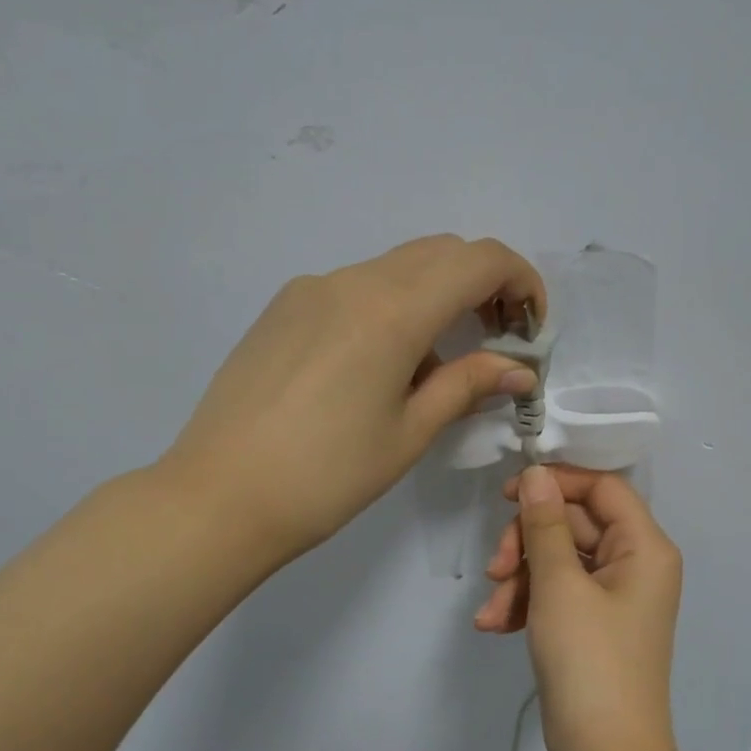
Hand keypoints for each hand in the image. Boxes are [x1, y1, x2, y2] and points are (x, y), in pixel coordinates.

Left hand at [159, 235, 545, 568]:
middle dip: (483, 285)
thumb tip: (519, 370)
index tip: (531, 326)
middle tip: (498, 339)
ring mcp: (311, 289)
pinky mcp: (283, 307)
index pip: (479, 260)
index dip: (521, 281)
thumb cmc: (327, 476)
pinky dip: (391, 308)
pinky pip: (356, 288)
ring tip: (436, 365)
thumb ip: (468, 385)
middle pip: (440, 253)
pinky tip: (379, 366)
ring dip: (436, 298)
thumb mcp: (409, 433)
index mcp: (392, 311)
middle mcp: (352, 281)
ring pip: (397, 268)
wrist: (219, 497)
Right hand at [476, 464, 682, 750]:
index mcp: (644, 547)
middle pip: (574, 524)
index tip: (509, 493)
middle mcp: (635, 564)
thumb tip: (537, 473)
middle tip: (496, 568)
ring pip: (558, 561)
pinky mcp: (592, 624)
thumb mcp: (559, 586)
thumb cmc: (589, 662)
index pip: (602, 487)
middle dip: (527, 543)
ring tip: (491, 614)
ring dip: (519, 579)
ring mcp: (613, 597)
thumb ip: (545, 524)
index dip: (557, 482)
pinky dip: (526, 604)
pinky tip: (495, 626)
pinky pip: (556, 594)